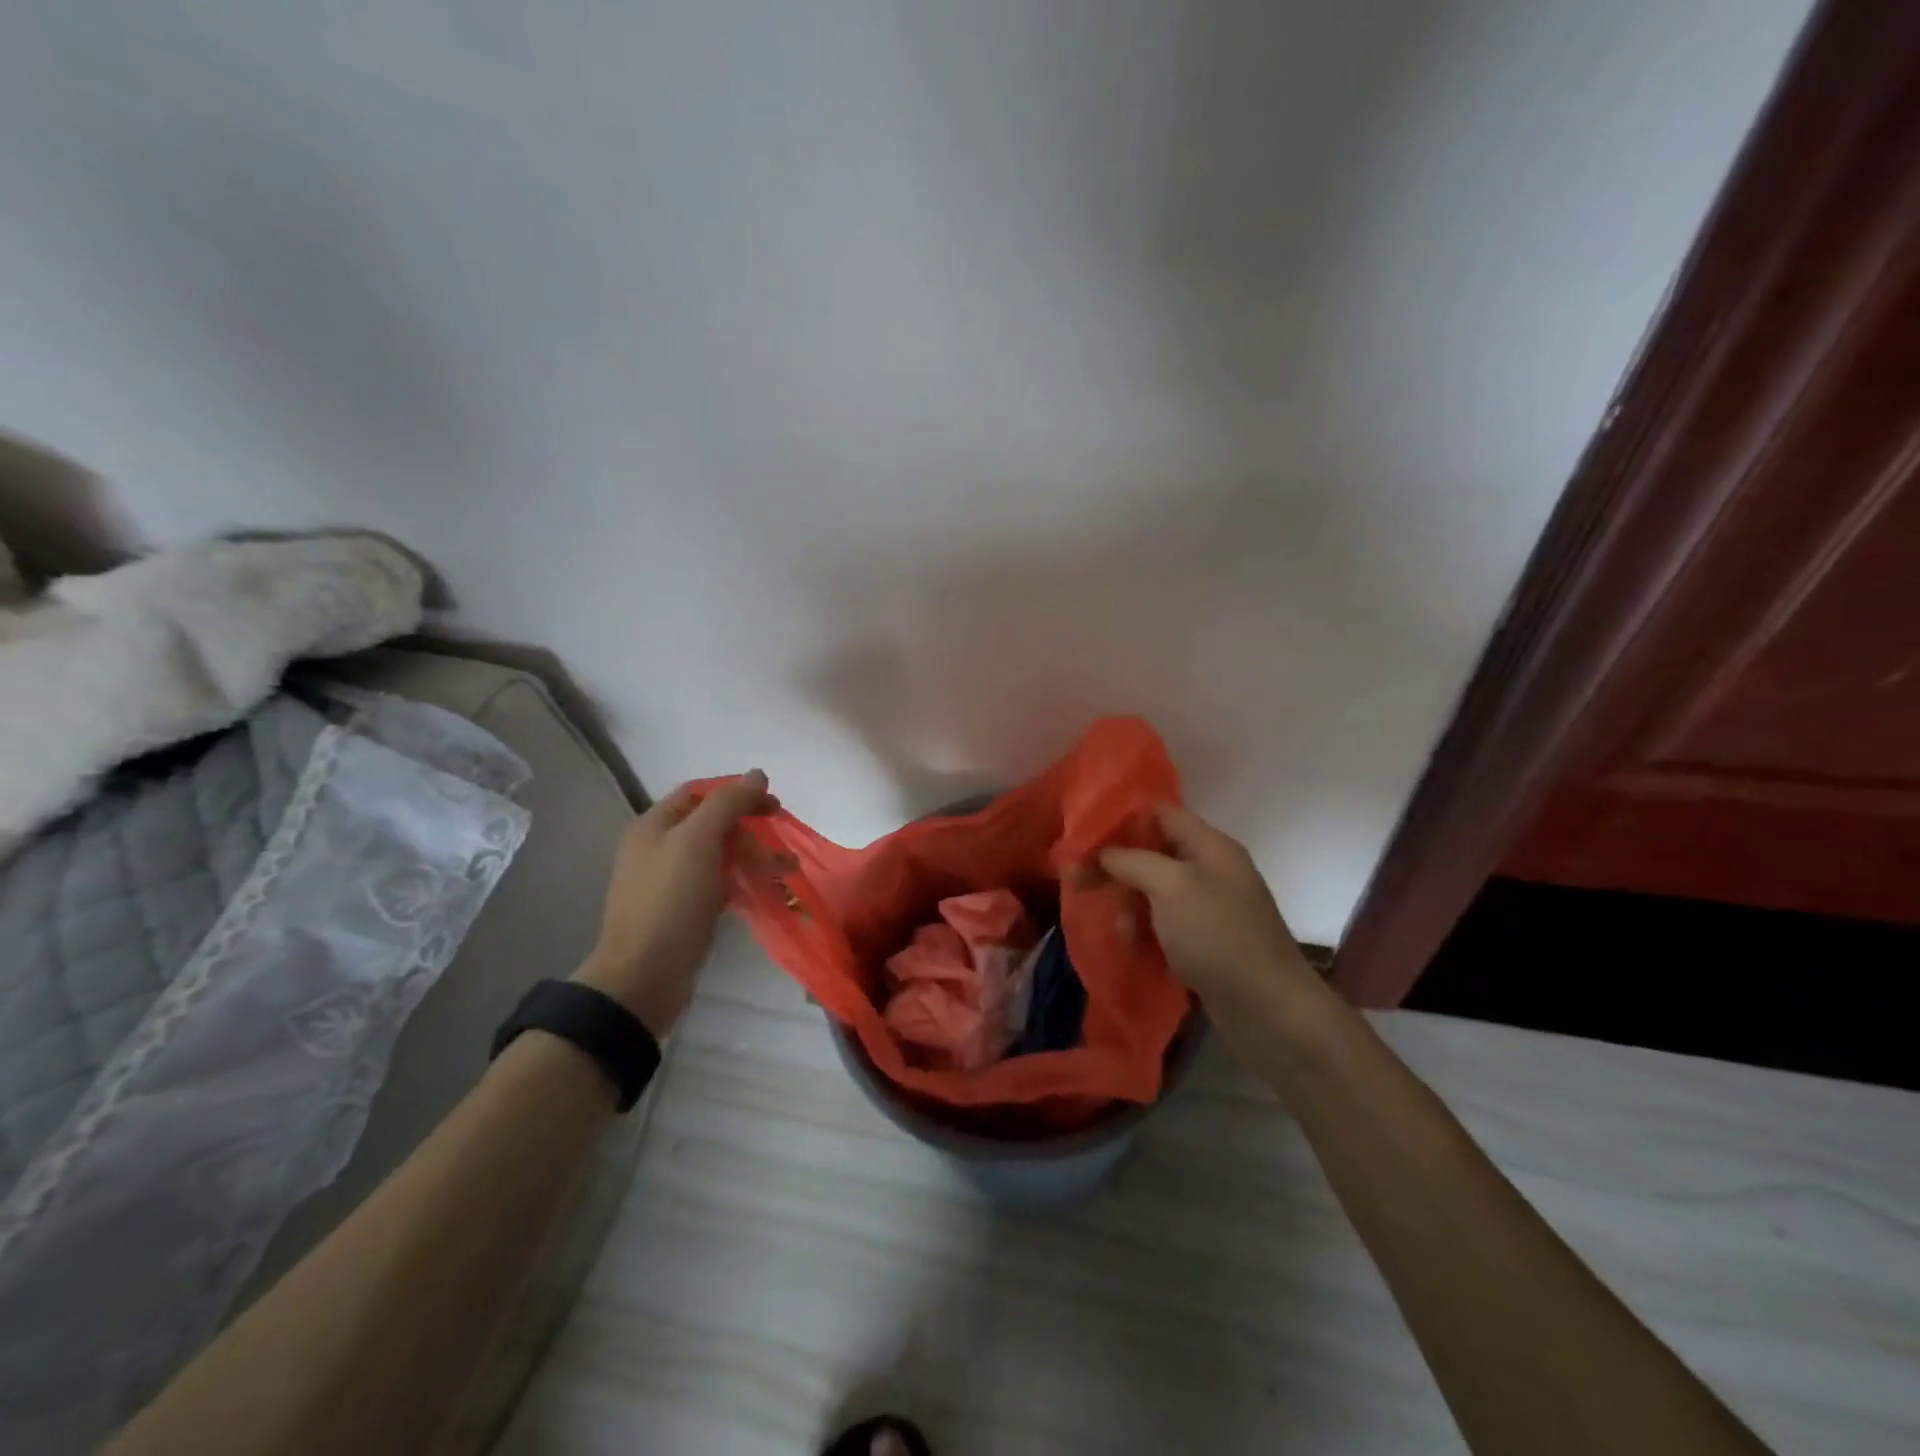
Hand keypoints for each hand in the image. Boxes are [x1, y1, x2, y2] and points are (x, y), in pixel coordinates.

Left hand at [573, 771, 780, 1036]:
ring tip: (788, 872)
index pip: (700, 793)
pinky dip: (744, 882)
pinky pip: (719, 884)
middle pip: (713, 825)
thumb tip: (758, 774)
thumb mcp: (698, 841)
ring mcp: (670, 882)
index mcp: (654, 825)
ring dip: (755, 858)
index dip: (738, 792)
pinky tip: (766, 891)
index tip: (773, 805)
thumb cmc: (669, 900)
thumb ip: (728, 803)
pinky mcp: (684, 911)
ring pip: (720, 856)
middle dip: (751, 831)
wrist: (643, 976)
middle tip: (782, 845)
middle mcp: (658, 848)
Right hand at [1099, 805, 1329, 1036]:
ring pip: (1155, 891)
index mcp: (1210, 846)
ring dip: (1130, 904)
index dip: (1120, 819)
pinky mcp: (1207, 941)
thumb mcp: (1171, 886)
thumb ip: (1132, 861)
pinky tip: (1133, 947)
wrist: (1269, 1010)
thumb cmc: (1218, 936)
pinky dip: (1146, 930)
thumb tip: (1102, 852)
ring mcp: (1211, 907)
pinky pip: (1165, 923)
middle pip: (1153, 853)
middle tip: (1077, 881)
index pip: (1160, 813)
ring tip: (1118, 928)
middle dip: (1116, 866)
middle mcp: (1212, 870)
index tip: (1082, 835)